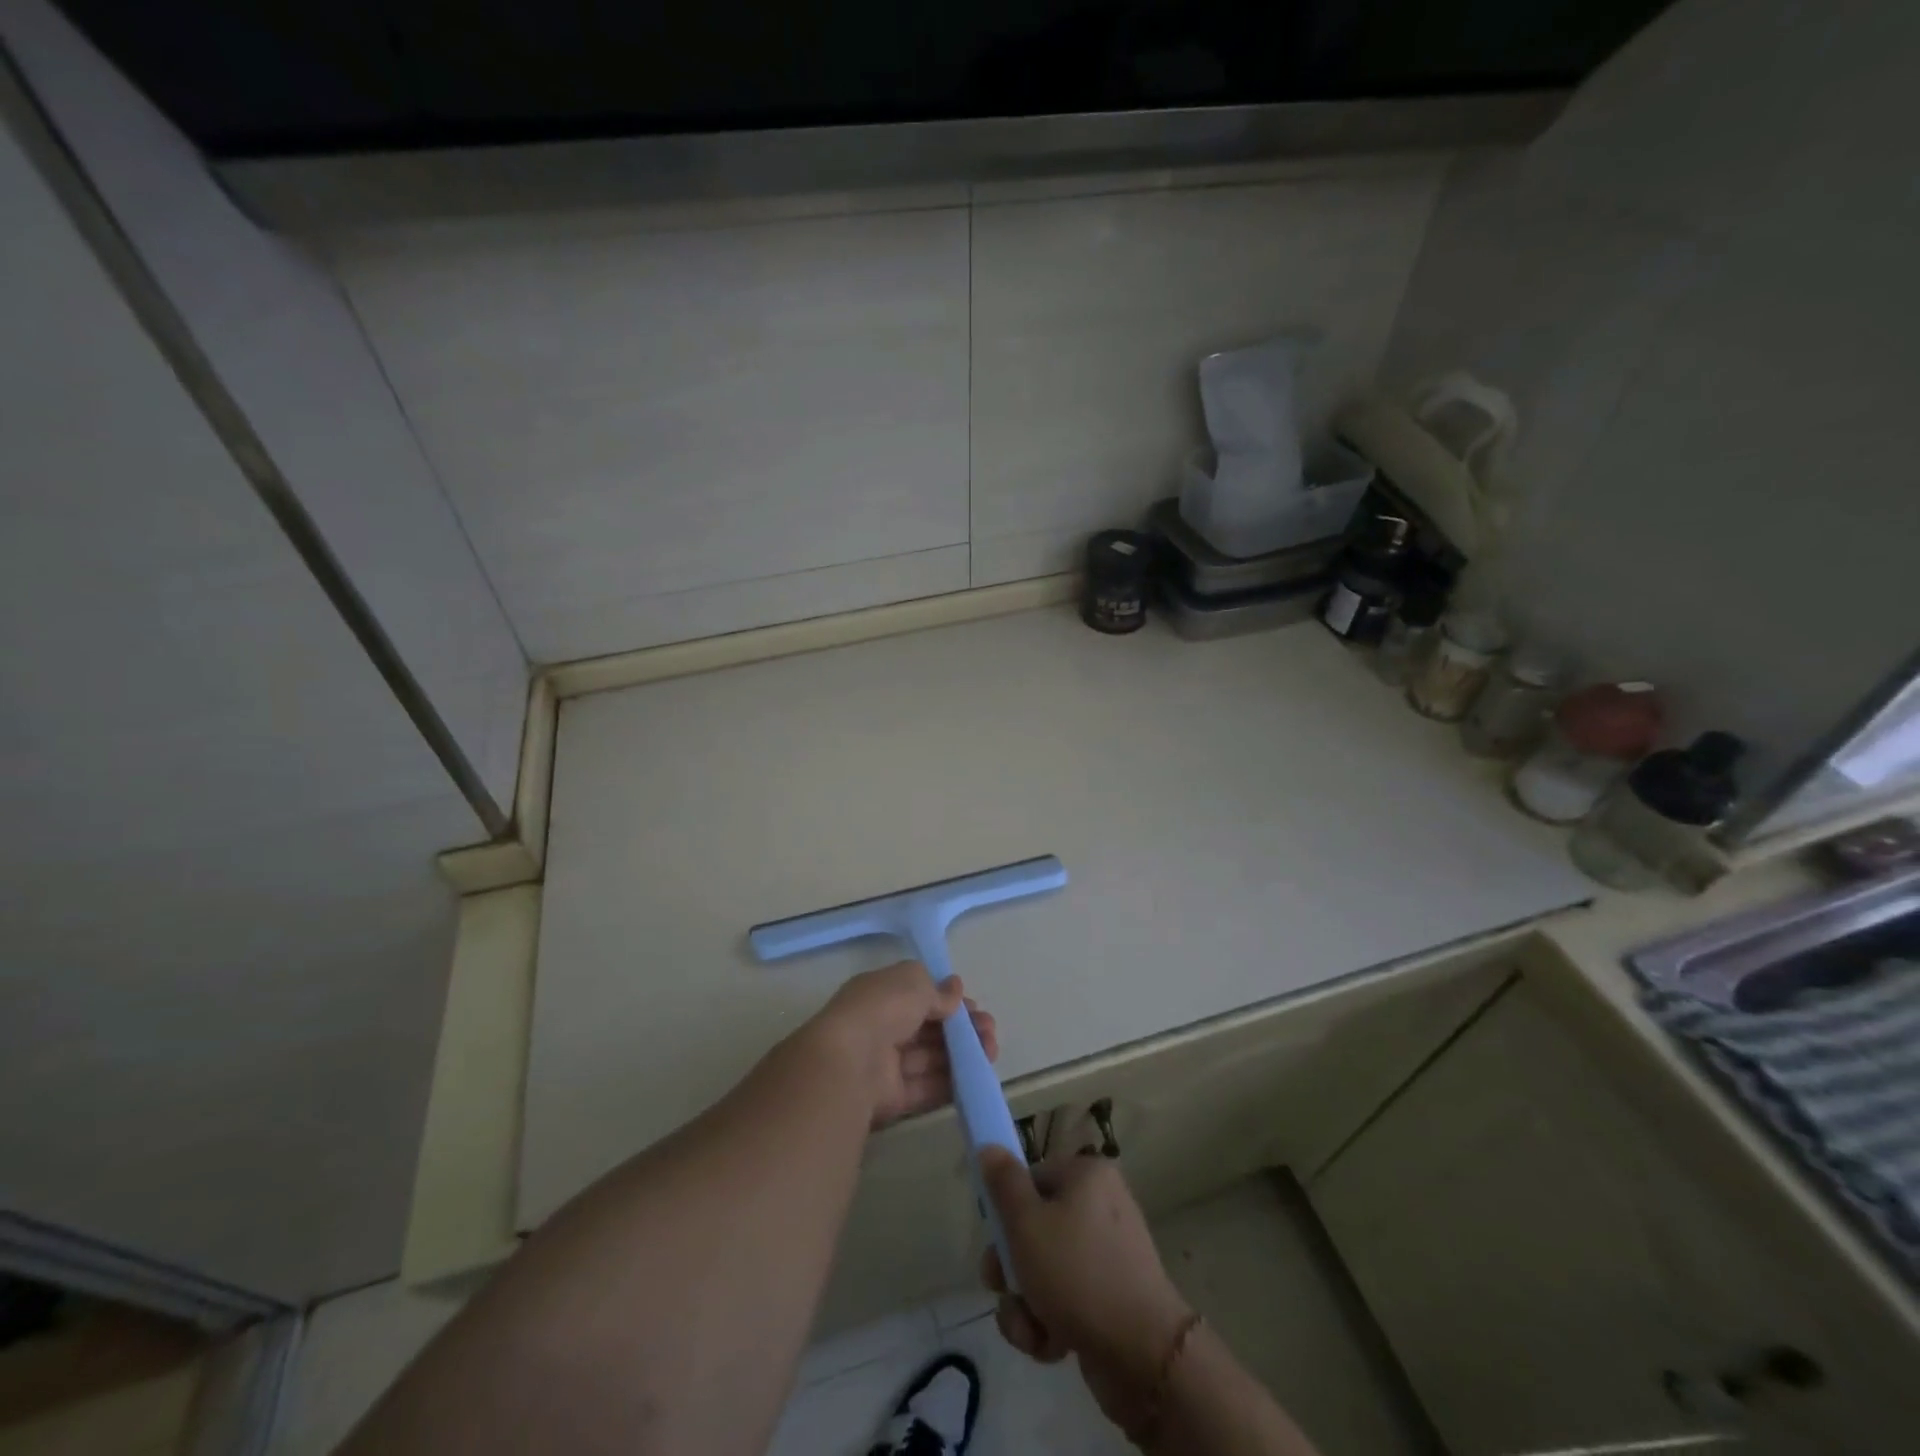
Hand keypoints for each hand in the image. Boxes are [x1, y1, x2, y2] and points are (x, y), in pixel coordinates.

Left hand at [807, 962, 998, 1127]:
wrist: (847, 1063)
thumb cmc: (880, 1009)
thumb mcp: (913, 982)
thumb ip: (937, 990)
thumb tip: (955, 989)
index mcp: (880, 995)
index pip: (918, 996)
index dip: (947, 1001)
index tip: (972, 1006)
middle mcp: (881, 1028)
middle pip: (927, 1029)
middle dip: (961, 1029)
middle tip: (990, 1031)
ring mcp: (885, 1065)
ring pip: (930, 1058)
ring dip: (962, 1055)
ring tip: (991, 1052)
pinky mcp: (891, 1099)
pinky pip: (925, 1088)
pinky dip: (951, 1083)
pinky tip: (977, 1077)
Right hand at [979, 1143, 1192, 1430]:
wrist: (1143, 1355)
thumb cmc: (1077, 1274)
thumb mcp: (1027, 1224)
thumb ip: (1003, 1184)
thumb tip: (989, 1147)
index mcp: (1087, 1177)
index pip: (1032, 1180)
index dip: (1007, 1211)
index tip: (995, 1239)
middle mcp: (1101, 1207)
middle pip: (1035, 1228)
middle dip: (1012, 1268)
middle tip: (1001, 1288)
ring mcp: (1108, 1256)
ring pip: (1045, 1270)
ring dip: (1026, 1303)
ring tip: (1031, 1329)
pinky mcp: (1110, 1299)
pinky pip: (1066, 1300)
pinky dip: (1050, 1322)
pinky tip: (1051, 1346)